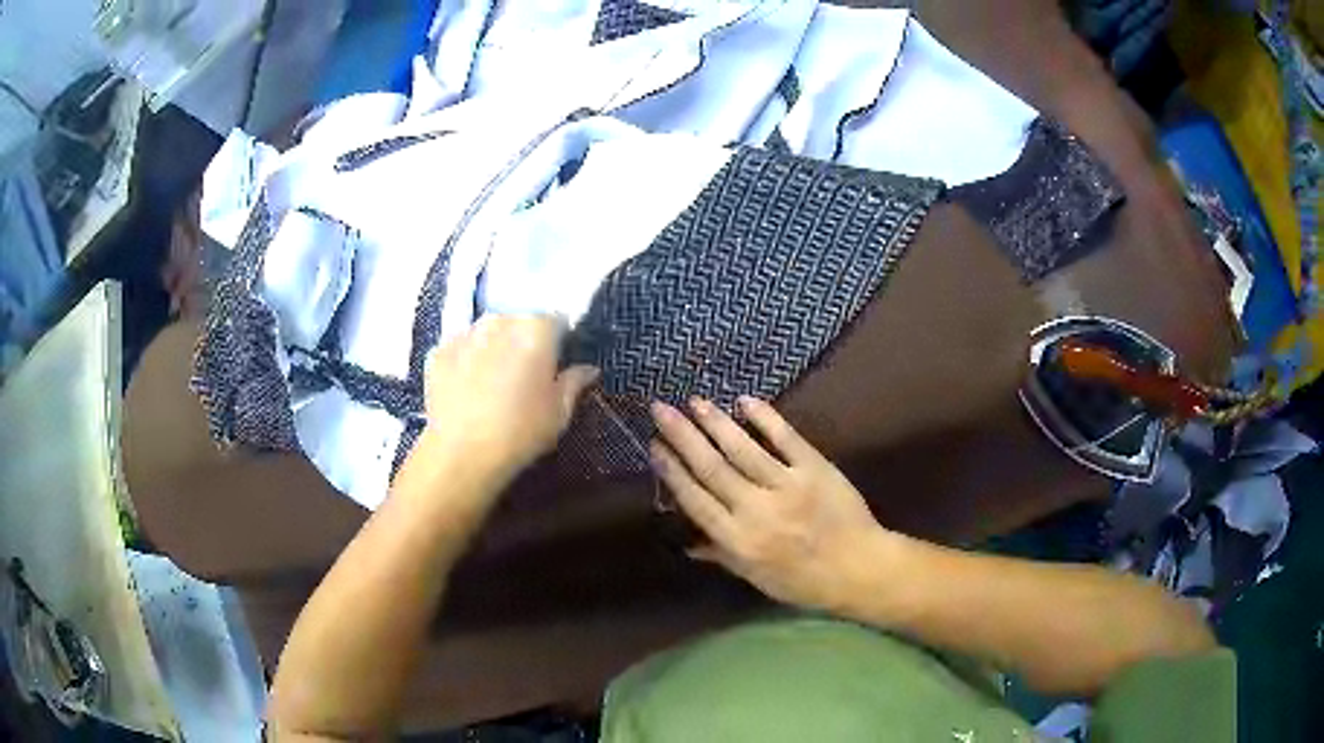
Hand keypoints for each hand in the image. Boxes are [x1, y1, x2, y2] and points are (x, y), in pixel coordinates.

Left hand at [418, 314, 598, 485]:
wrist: (460, 454)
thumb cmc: (520, 433)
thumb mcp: (559, 413)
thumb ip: (574, 383)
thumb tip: (587, 369)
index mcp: (535, 329)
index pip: (556, 321)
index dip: (558, 342)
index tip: (555, 365)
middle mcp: (499, 321)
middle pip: (518, 322)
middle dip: (523, 341)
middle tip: (524, 376)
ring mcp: (464, 334)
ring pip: (487, 333)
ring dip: (493, 348)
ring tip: (492, 382)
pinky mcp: (437, 351)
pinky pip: (460, 349)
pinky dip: (465, 361)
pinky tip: (467, 389)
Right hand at [649, 397, 891, 612]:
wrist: (859, 568)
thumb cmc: (804, 581)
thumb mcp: (757, 578)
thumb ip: (722, 555)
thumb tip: (687, 542)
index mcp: (738, 540)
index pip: (696, 499)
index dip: (672, 471)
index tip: (654, 447)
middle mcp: (756, 510)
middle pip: (711, 467)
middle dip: (682, 436)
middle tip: (660, 409)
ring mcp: (787, 486)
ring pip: (743, 449)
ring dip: (715, 422)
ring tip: (694, 401)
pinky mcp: (814, 468)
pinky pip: (786, 438)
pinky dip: (765, 418)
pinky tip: (744, 401)